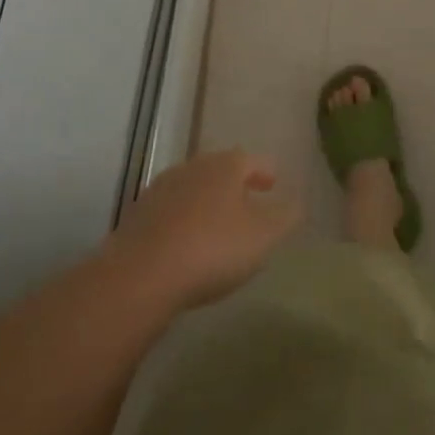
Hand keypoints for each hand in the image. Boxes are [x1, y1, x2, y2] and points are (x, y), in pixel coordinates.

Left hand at [103, 149, 302, 310]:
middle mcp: (192, 168)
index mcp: (225, 166)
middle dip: (234, 184)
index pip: (251, 159)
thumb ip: (286, 217)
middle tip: (248, 200)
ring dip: (206, 202)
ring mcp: (160, 190)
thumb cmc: (213, 248)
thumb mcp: (264, 236)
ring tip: (218, 224)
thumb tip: (297, 203)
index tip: (273, 183)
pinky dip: (183, 220)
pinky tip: (186, 243)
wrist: (140, 275)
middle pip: (218, 170)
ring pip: (192, 189)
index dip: (265, 170)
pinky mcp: (137, 216)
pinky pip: (169, 212)